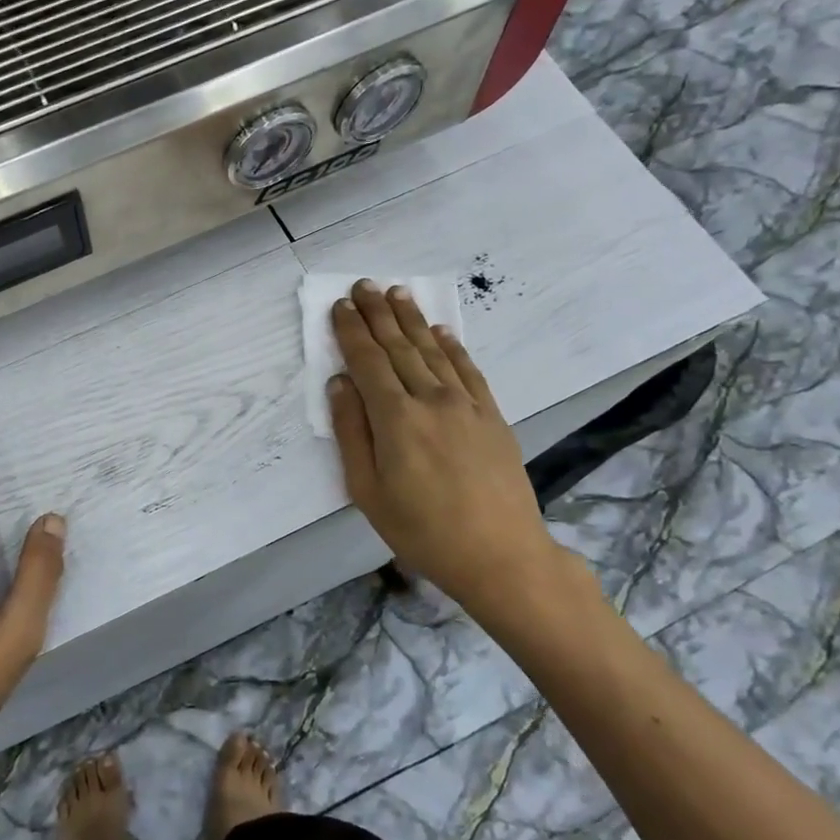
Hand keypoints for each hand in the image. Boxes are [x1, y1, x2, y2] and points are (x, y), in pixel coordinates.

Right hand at [328, 280, 567, 624]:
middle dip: (378, 314)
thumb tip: (340, 384)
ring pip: (432, 351)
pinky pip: (468, 370)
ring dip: (412, 320)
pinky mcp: (492, 415)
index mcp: (396, 419)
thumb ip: (352, 433)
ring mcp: (466, 405)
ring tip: (396, 293)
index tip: (341, 306)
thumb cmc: (422, 530)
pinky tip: (441, 331)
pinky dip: (452, 346)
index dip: (352, 332)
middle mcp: (431, 400)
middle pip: (399, 347)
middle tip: (364, 285)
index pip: (368, 362)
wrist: (500, 554)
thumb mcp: (368, 491)